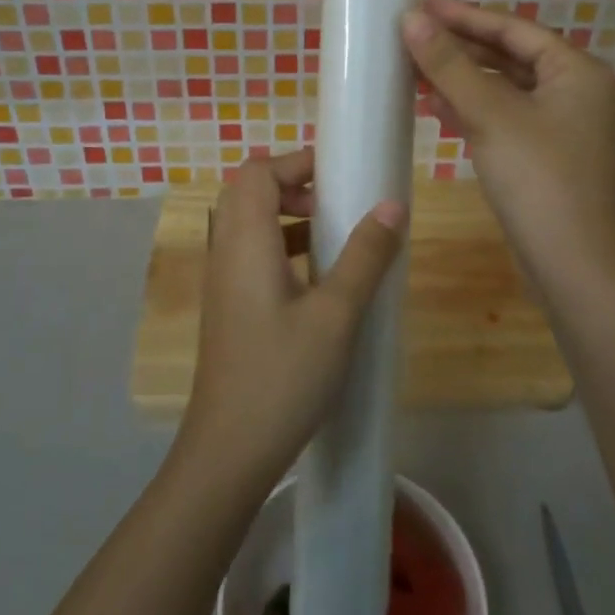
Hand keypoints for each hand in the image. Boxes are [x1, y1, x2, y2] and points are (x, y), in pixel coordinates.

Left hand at [179, 148, 406, 486]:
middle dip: (294, 185)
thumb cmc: (283, 376)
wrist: (229, 452)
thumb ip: (365, 255)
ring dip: (288, 216)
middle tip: (337, 205)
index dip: (296, 162)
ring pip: (248, 224)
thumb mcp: (336, 314)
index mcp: (246, 241)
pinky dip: (282, 246)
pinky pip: (251, 254)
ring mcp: (222, 281)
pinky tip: (316, 279)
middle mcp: (225, 252)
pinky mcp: (228, 307)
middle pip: (248, 192)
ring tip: (333, 236)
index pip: (257, 172)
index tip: (339, 174)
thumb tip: (392, 204)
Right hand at [402, 0, 614, 299]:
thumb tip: (410, 18)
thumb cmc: (536, 177)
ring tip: (414, 70)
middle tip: (411, 37)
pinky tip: (436, 108)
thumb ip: (449, 64)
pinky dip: (472, 109)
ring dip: (461, 80)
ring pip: (504, 89)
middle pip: (509, 56)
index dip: (465, 15)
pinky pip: (504, 117)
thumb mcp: (489, 114)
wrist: (570, 264)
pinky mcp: (546, 154)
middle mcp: (575, 90)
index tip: (421, 6)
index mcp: (575, 70)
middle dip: (460, 49)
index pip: (513, 28)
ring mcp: (562, 125)